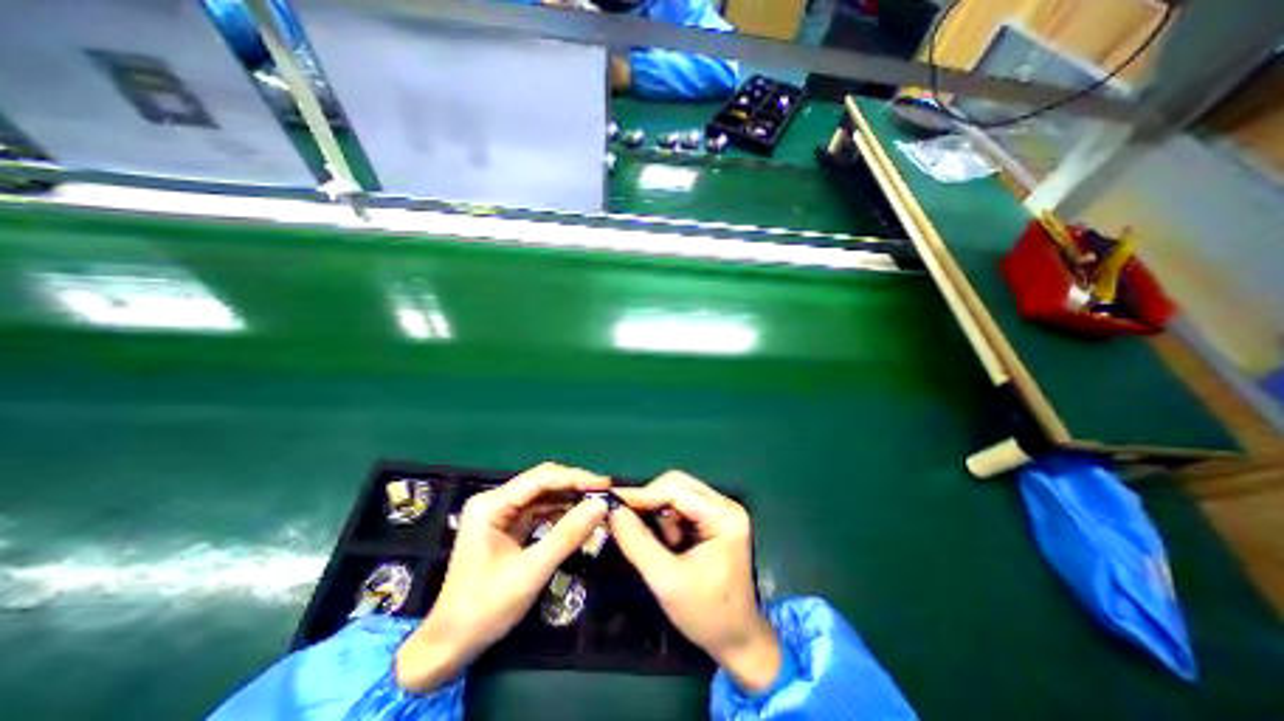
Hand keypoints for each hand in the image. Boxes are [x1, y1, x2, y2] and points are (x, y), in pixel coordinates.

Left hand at [393, 462, 607, 692]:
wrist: (449, 645)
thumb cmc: (485, 609)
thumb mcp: (531, 572)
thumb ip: (567, 535)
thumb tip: (601, 505)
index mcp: (491, 504)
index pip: (541, 478)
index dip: (575, 478)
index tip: (605, 484)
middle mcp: (496, 500)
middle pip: (543, 481)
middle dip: (575, 486)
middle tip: (605, 493)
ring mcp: (502, 512)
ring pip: (545, 495)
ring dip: (571, 499)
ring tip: (599, 503)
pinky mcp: (509, 525)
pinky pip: (542, 510)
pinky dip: (562, 513)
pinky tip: (581, 517)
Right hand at [612, 474, 781, 693]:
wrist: (738, 641)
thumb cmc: (706, 614)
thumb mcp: (666, 581)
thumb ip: (638, 543)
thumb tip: (613, 511)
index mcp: (723, 516)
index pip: (674, 489)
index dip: (641, 494)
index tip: (610, 500)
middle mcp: (725, 505)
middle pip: (676, 484)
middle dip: (649, 501)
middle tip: (626, 520)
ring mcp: (722, 510)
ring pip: (677, 493)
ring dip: (659, 513)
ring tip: (658, 544)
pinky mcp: (715, 519)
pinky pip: (682, 506)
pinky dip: (667, 520)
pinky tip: (668, 543)